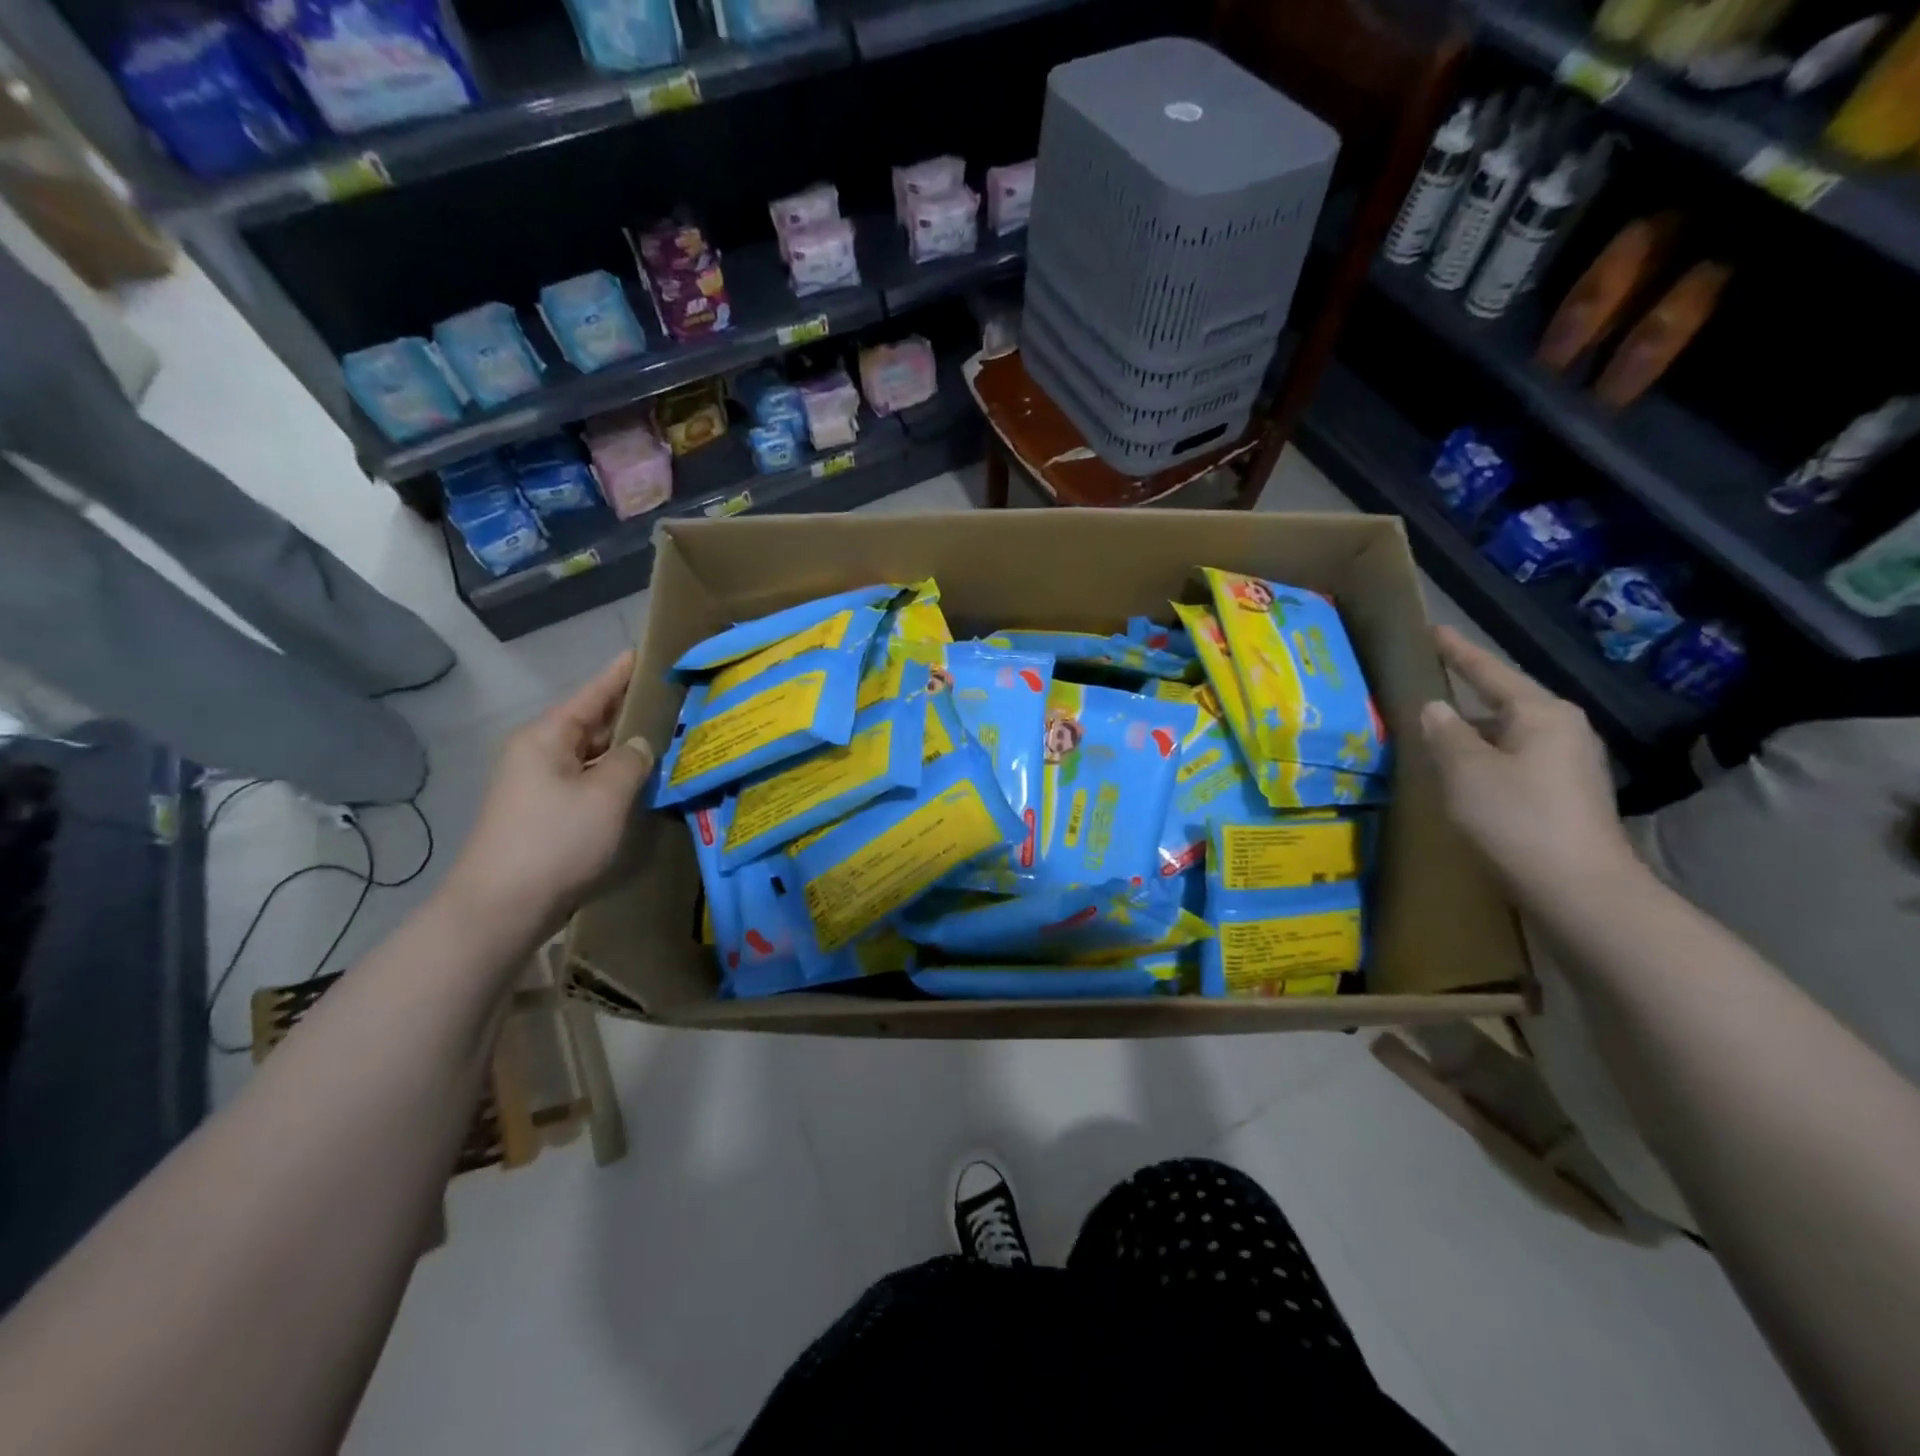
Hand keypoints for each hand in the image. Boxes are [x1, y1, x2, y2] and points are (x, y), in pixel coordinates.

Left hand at [445, 653, 654, 935]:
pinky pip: (585, 780)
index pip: (593, 693)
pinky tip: (639, 780)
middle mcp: (538, 752)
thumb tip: (640, 745)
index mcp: (547, 736)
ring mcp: (538, 784)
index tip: (643, 652)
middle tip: (671, 699)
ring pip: (589, 754)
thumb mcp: (606, 795)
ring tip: (665, 736)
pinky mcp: (544, 812)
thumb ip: (631, 761)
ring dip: (623, 748)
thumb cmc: (556, 840)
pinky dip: (612, 776)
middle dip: (628, 712)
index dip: (620, 674)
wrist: (501, 906)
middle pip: (590, 722)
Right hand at [1420, 626, 1638, 902]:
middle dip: (1463, 698)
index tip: (1433, 630)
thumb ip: (1445, 734)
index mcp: (1542, 714)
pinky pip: (1514, 761)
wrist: (1580, 889)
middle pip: (1502, 702)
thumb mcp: (1466, 771)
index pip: (1490, 672)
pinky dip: (1484, 760)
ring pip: (1507, 735)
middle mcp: (1563, 729)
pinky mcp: (1565, 793)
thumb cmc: (1517, 819)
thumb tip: (1435, 708)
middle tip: (1424, 690)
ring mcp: (1569, 763)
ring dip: (1471, 735)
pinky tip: (1461, 776)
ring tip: (1432, 737)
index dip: (1458, 652)